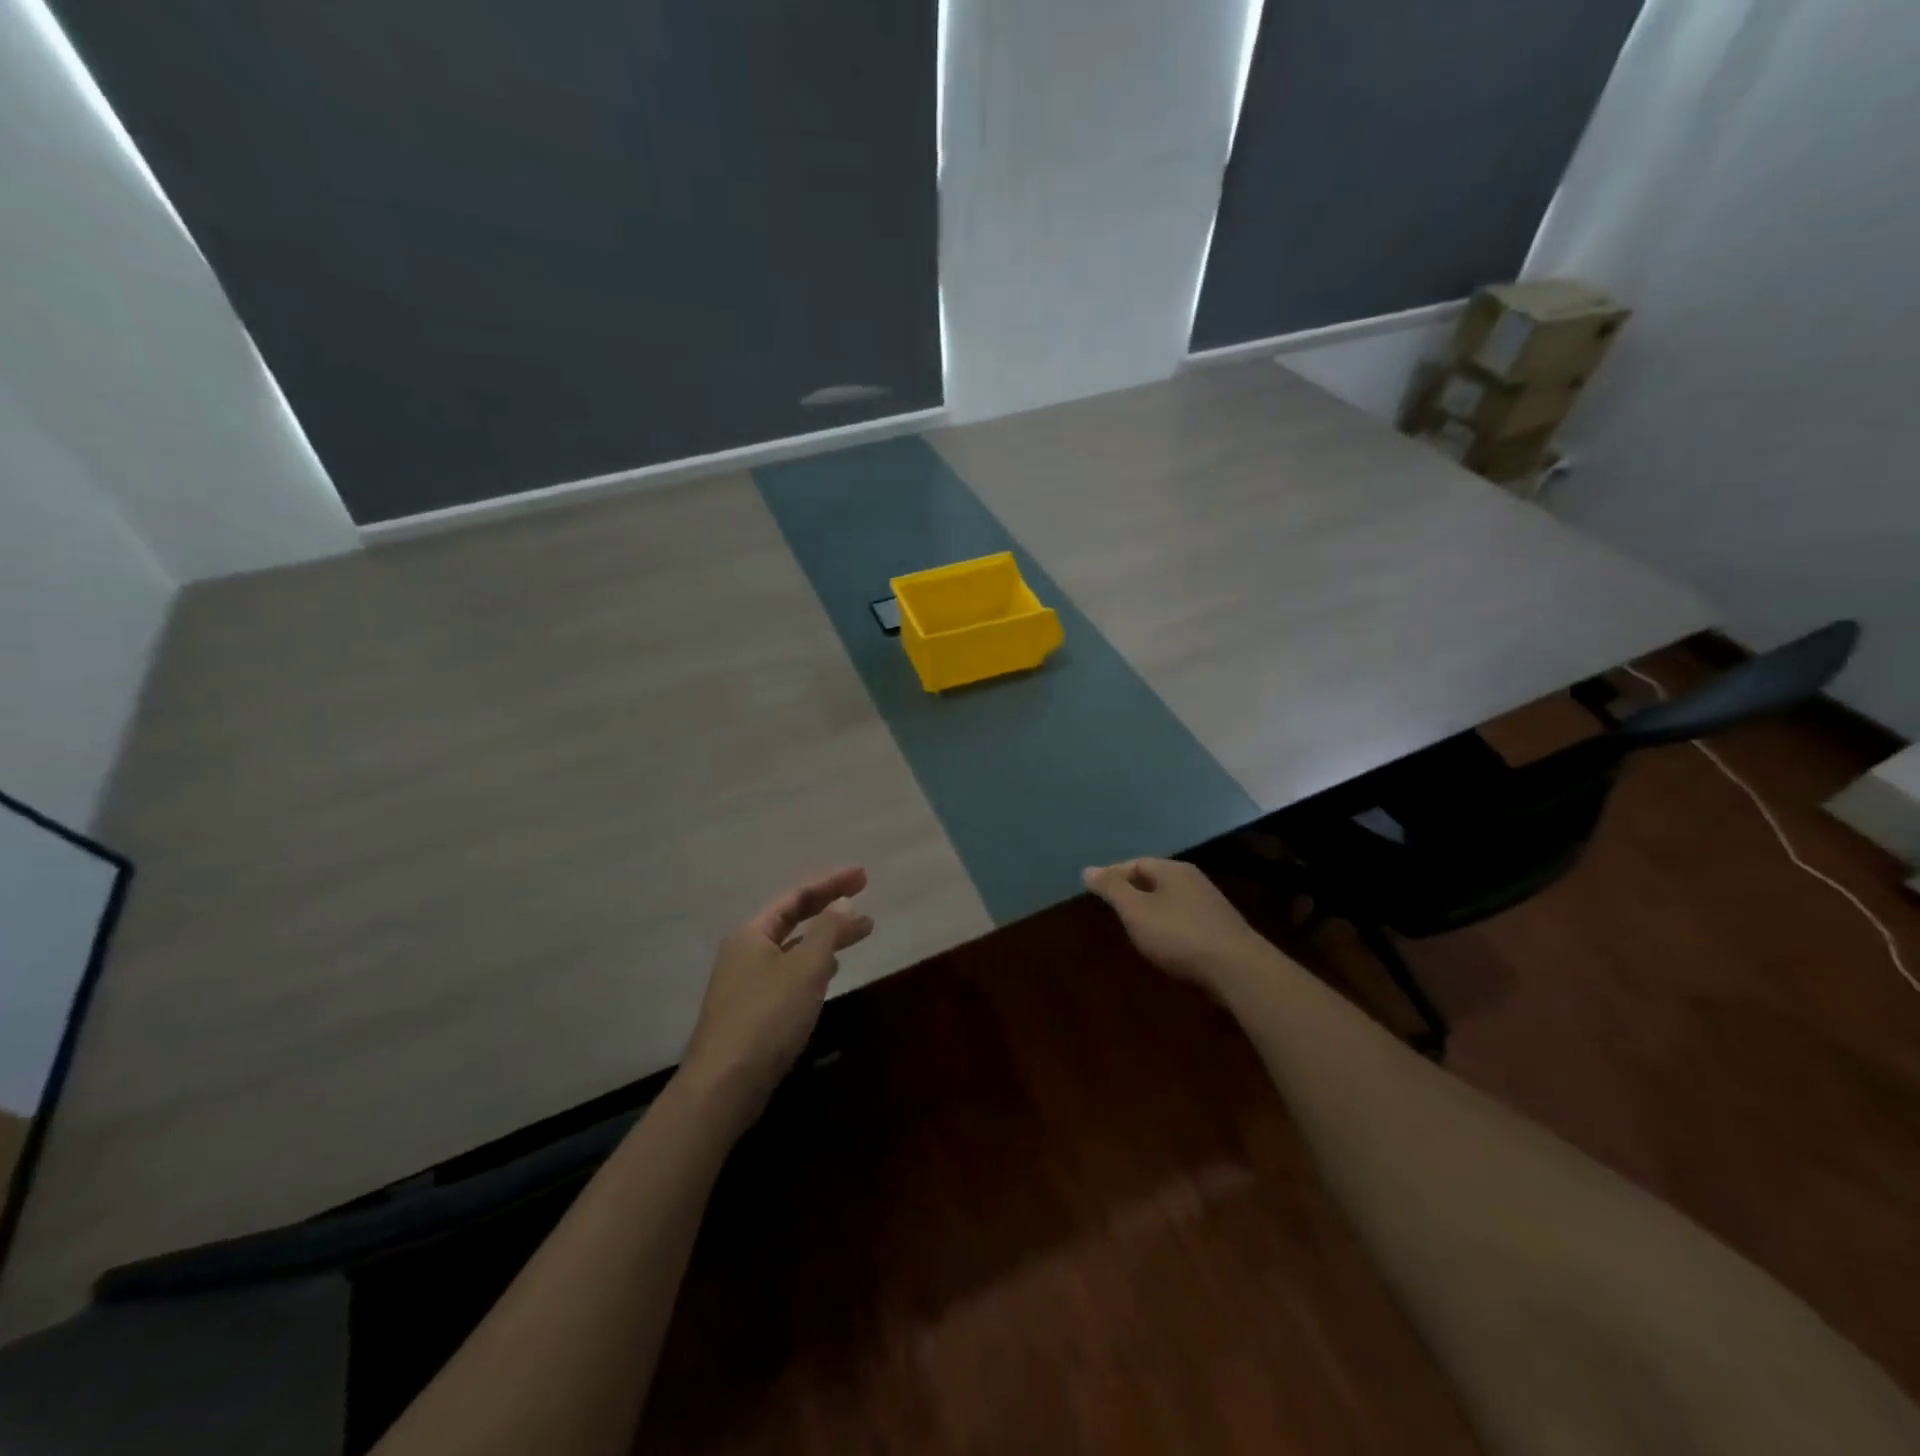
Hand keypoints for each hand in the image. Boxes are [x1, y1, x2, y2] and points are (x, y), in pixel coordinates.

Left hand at [680, 867, 873, 1125]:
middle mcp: (746, 951)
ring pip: (794, 947)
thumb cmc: (767, 1018)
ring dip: (826, 937)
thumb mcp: (805, 969)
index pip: (796, 896)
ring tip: (859, 933)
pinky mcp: (753, 1010)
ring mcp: (747, 982)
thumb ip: (827, 931)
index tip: (863, 876)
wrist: (723, 1086)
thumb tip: (843, 903)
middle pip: (793, 918)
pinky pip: (790, 972)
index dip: (831, 883)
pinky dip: (814, 964)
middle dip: (830, 907)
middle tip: (865, 897)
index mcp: (753, 934)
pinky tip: (831, 971)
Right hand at [1082, 858, 1281, 993]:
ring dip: (1150, 910)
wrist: (1237, 969)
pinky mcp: (1220, 928)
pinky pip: (1184, 918)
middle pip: (1154, 879)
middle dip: (1131, 892)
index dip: (1112, 875)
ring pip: (1170, 900)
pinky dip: (1167, 925)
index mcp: (1173, 870)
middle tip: (1112, 909)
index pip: (1135, 863)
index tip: (1094, 891)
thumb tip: (1088, 869)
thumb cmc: (1179, 935)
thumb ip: (1112, 889)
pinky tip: (1163, 943)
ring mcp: (1210, 904)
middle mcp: (1193, 880)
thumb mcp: (1136, 911)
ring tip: (1133, 928)